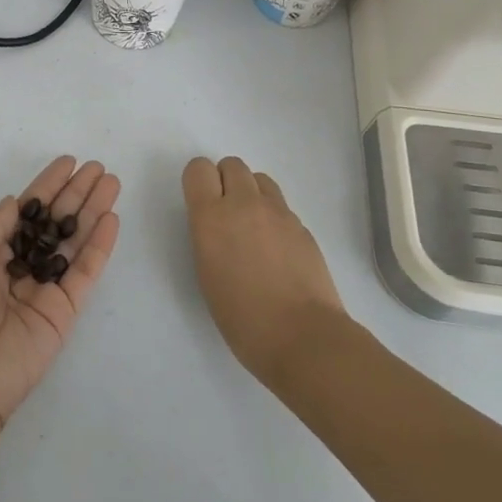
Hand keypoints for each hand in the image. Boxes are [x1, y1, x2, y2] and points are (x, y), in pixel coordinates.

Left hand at [0, 156, 120, 427]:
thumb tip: (16, 202)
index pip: (25, 210)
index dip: (47, 186)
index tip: (68, 162)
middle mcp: (18, 265)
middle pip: (55, 222)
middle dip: (76, 194)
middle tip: (99, 168)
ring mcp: (44, 288)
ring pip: (74, 241)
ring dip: (93, 211)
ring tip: (113, 183)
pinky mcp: (65, 310)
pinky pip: (85, 272)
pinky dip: (99, 246)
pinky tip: (111, 219)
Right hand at [182, 156, 345, 382]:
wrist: (303, 337)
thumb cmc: (242, 317)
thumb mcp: (207, 273)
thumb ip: (208, 236)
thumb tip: (218, 225)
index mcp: (212, 217)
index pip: (198, 169)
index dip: (198, 181)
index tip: (200, 203)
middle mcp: (245, 204)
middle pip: (232, 164)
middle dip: (225, 181)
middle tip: (225, 214)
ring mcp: (279, 213)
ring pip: (260, 179)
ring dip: (251, 193)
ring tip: (252, 227)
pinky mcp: (303, 227)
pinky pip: (281, 206)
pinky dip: (273, 216)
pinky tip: (276, 250)